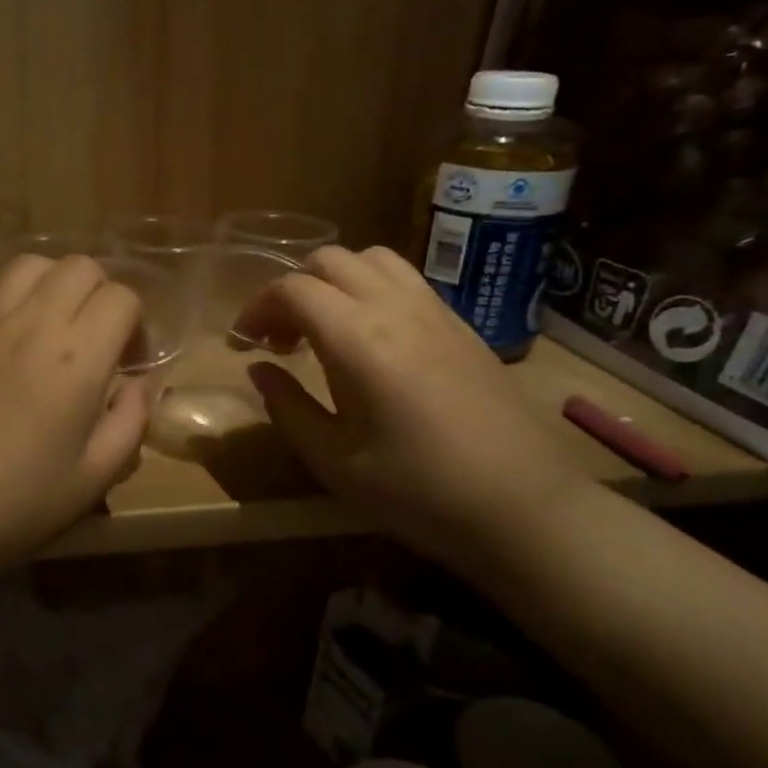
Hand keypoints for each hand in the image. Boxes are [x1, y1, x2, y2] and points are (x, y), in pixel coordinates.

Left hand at [0, 254, 150, 577]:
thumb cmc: (14, 503)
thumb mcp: (92, 479)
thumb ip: (129, 423)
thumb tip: (140, 385)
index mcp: (76, 356)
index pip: (121, 297)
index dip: (137, 322)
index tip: (131, 362)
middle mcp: (32, 323)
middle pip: (79, 266)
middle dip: (101, 292)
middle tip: (99, 339)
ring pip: (30, 265)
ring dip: (55, 284)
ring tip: (58, 328)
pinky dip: (13, 305)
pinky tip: (11, 348)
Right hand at [235, 245, 590, 568]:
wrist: (524, 508)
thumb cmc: (418, 492)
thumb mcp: (334, 460)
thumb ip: (288, 406)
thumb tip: (259, 369)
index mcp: (358, 339)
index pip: (293, 289)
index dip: (257, 308)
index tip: (243, 343)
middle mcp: (396, 308)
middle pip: (330, 260)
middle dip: (291, 288)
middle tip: (279, 337)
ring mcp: (436, 311)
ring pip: (373, 259)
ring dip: (334, 281)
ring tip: (324, 328)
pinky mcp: (461, 326)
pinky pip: (406, 281)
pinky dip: (371, 289)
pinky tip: (371, 340)